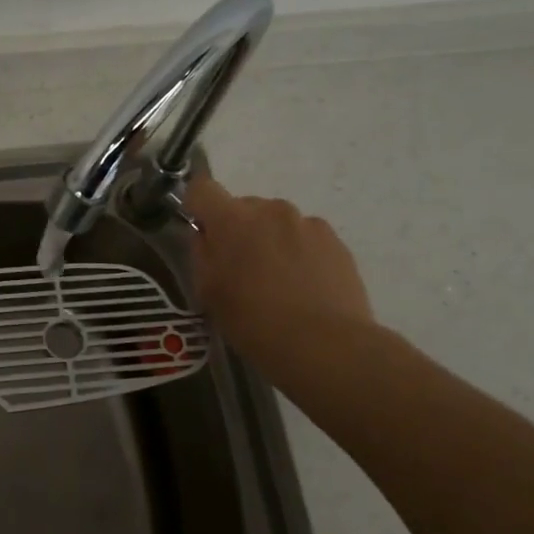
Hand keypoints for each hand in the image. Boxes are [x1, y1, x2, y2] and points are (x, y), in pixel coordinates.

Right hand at [183, 177, 374, 388]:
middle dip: (238, 230)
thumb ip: (202, 254)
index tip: (202, 230)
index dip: (197, 206)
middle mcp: (271, 210)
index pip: (202, 189)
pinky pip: (305, 237)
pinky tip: (303, 287)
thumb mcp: (208, 292)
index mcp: (232, 219)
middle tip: (240, 269)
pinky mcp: (335, 241)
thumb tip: (206, 235)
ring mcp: (307, 223)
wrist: (324, 344)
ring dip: (270, 240)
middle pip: (243, 207)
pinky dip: (299, 253)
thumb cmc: (253, 321)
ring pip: (277, 222)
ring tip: (278, 282)